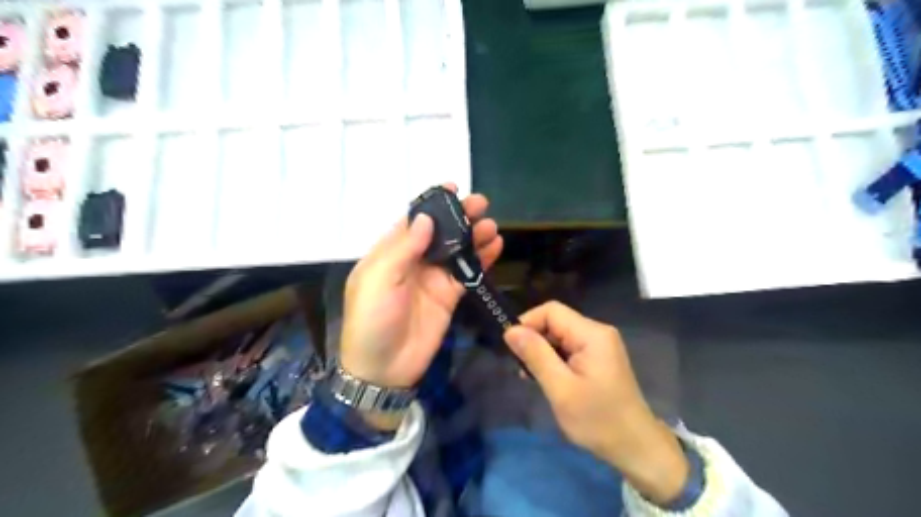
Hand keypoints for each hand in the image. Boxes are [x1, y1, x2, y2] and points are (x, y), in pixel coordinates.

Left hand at [339, 185, 502, 390]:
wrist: (383, 369)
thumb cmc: (372, 320)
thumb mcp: (378, 280)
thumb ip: (403, 248)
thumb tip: (425, 218)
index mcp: (390, 253)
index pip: (413, 221)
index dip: (432, 204)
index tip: (453, 188)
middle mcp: (413, 261)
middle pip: (440, 232)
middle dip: (459, 216)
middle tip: (481, 204)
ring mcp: (433, 279)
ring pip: (457, 250)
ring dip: (474, 236)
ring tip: (491, 225)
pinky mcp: (449, 296)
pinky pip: (468, 273)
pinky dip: (482, 259)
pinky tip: (496, 246)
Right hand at [501, 301, 686, 507]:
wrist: (635, 447)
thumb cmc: (597, 419)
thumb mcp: (561, 389)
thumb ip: (536, 356)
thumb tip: (510, 330)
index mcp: (592, 334)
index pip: (551, 311)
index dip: (528, 323)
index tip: (512, 348)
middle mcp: (597, 332)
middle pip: (556, 322)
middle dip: (534, 340)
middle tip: (521, 368)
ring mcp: (600, 345)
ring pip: (560, 335)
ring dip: (542, 351)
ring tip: (531, 376)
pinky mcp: (599, 357)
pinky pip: (569, 347)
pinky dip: (554, 359)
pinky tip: (547, 378)